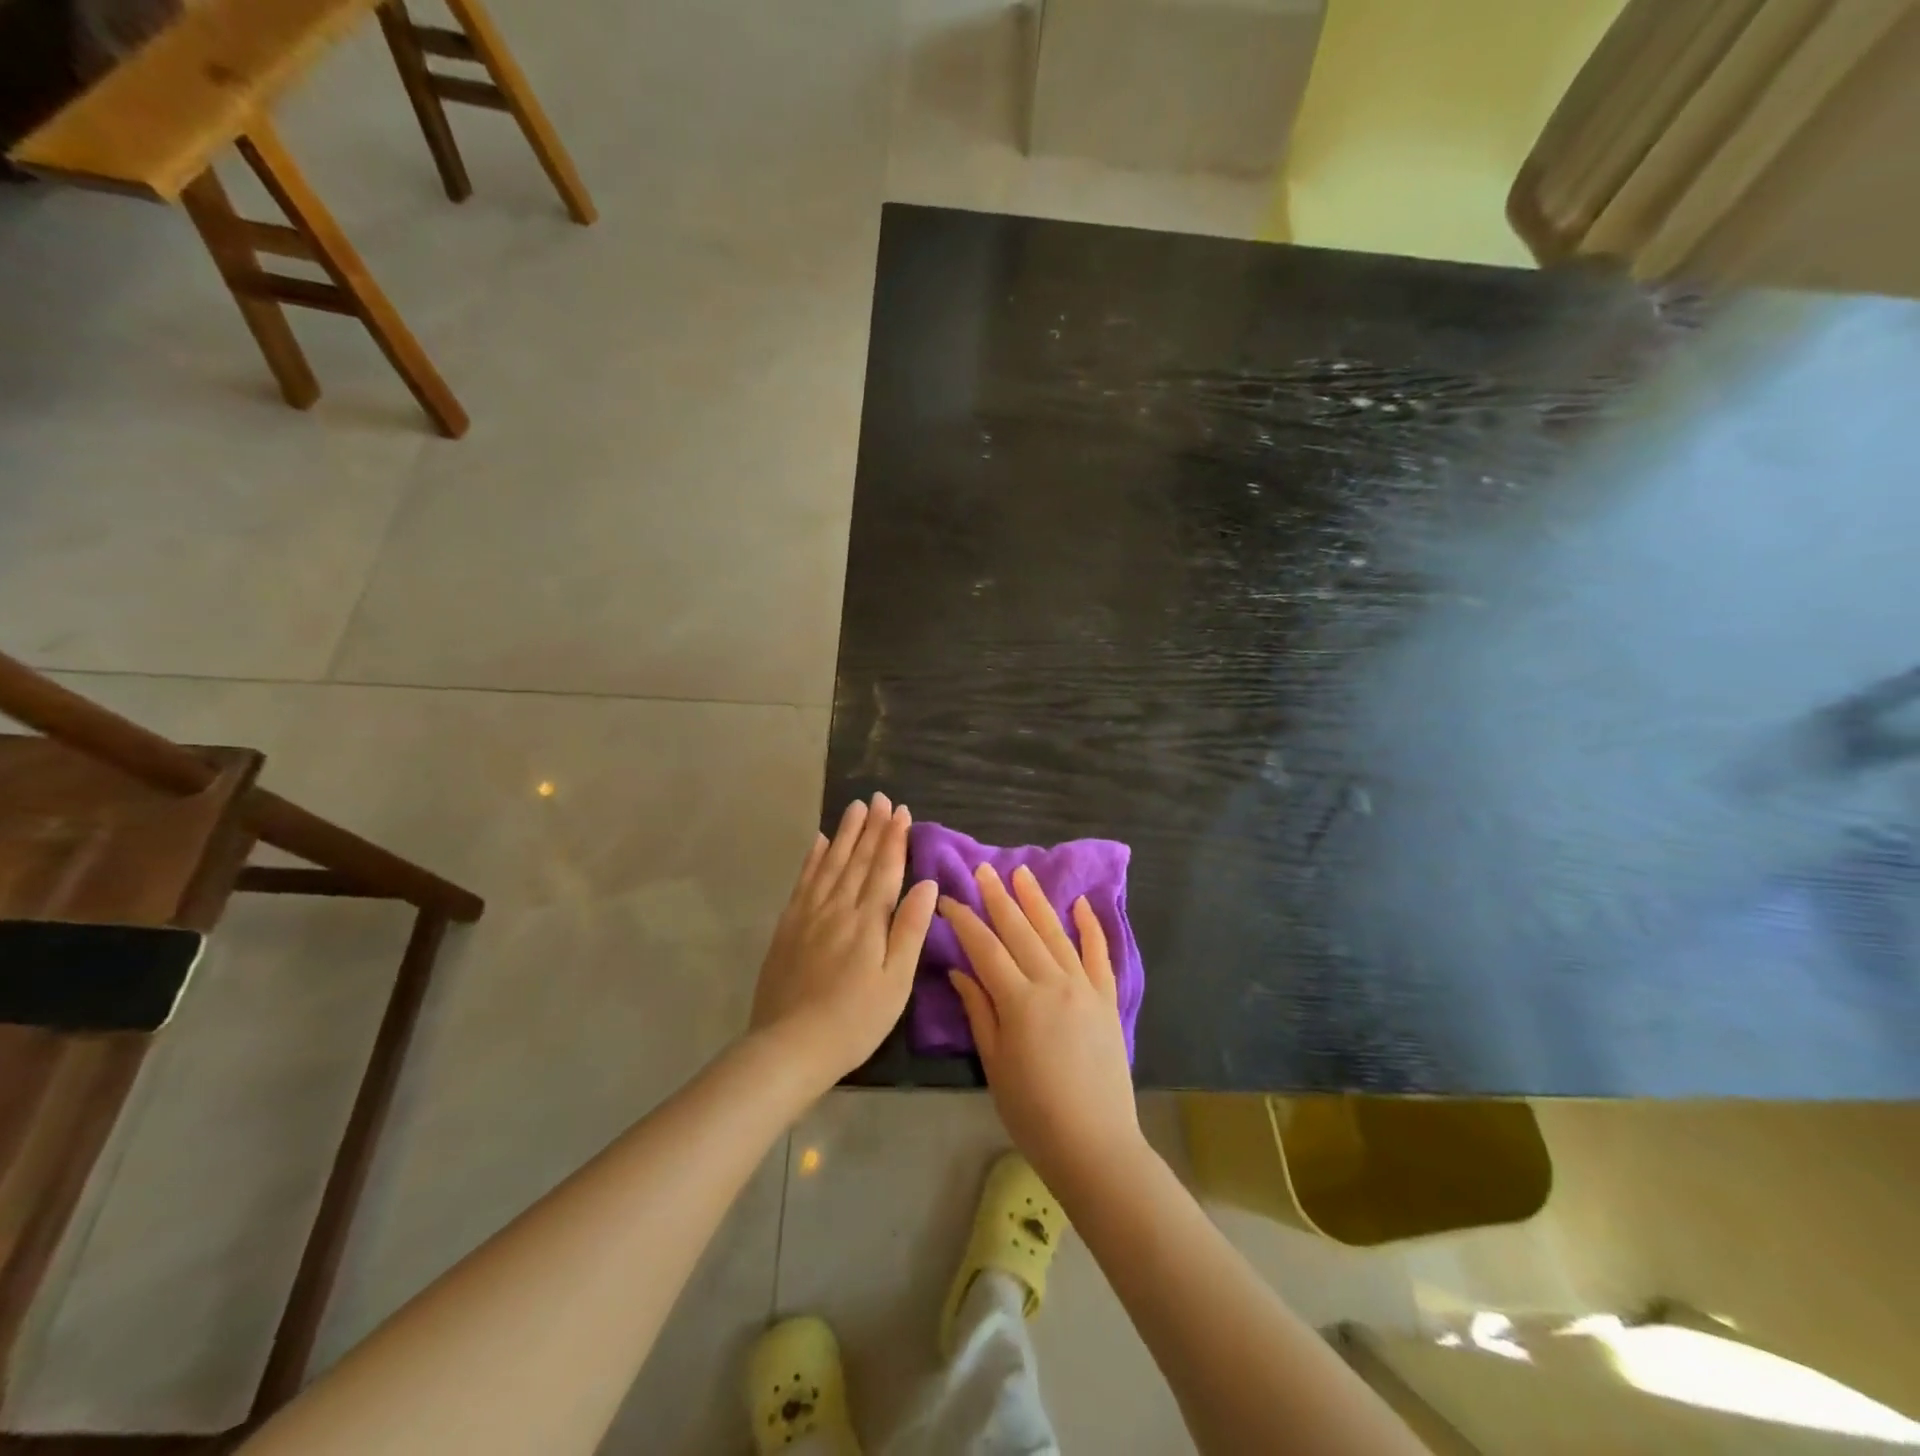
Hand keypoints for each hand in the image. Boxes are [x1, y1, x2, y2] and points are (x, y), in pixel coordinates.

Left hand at [750, 794, 937, 1089]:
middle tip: (879, 798)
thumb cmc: (855, 1019)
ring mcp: (809, 915)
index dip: (895, 838)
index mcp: (868, 920)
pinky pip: (804, 882)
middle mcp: (838, 907)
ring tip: (854, 808)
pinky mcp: (788, 927)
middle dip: (872, 827)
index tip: (901, 810)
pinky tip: (819, 843)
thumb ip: (910, 929)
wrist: (790, 1046)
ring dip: (845, 834)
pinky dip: (813, 859)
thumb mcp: (896, 981)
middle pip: (858, 859)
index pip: (885, 869)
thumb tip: (926, 883)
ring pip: (831, 863)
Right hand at [942, 864, 1143, 1190]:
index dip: (964, 921)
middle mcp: (1053, 983)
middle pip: (1020, 931)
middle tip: (982, 870)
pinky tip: (1080, 904)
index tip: (948, 899)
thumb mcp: (994, 1064)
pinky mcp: (1108, 999)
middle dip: (998, 898)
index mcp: (1019, 1001)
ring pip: (1056, 933)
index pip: (985, 948)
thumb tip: (960, 971)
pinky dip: (1090, 927)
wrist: (1095, 1144)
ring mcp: (1085, 988)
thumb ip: (979, 1012)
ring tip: (1021, 874)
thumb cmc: (1033, 1112)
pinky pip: (1099, 955)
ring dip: (1037, 901)